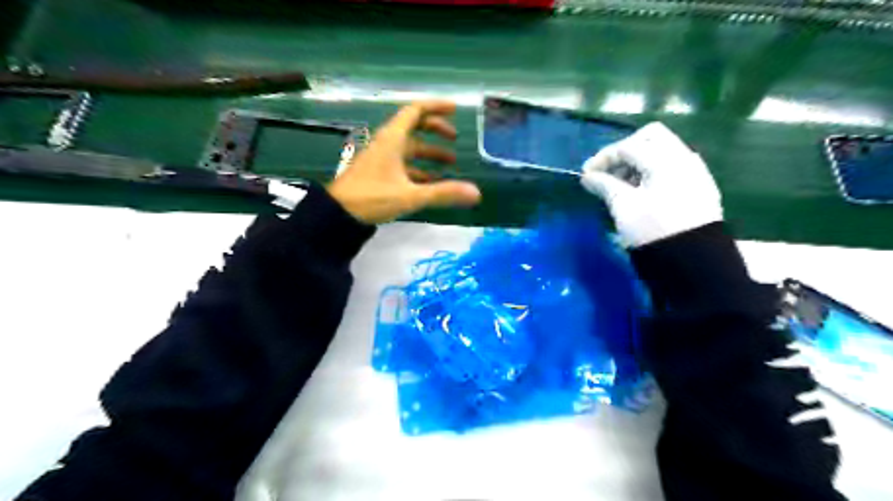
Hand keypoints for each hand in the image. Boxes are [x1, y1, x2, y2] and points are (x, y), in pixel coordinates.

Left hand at [328, 100, 480, 223]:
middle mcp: (387, 143)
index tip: (455, 109)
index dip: (436, 107)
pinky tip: (431, 182)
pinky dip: (419, 169)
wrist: (337, 214)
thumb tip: (475, 193)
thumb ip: (443, 193)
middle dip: (436, 130)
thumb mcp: (410, 195)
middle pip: (414, 127)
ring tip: (450, 163)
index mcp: (393, 139)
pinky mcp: (378, 173)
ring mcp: (382, 158)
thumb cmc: (372, 198)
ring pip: (410, 148)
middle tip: (454, 138)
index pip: (416, 111)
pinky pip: (403, 164)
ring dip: (429, 153)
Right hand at [583, 121, 720, 246]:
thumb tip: (588, 177)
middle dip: (624, 151)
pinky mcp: (700, 185)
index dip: (603, 158)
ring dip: (638, 161)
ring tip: (620, 185)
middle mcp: (684, 158)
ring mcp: (696, 171)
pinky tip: (641, 191)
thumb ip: (604, 185)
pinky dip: (652, 170)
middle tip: (608, 172)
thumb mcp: (623, 207)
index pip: (628, 146)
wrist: (694, 261)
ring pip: (663, 150)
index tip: (586, 174)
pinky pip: (673, 165)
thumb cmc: (653, 231)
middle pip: (650, 137)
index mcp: (665, 160)